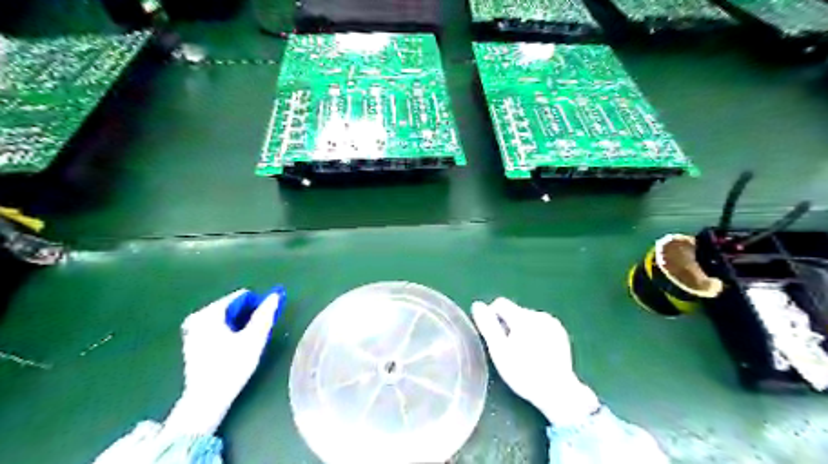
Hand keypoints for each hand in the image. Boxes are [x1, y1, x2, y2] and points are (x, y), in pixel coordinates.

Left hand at [163, 287, 286, 434]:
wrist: (206, 399)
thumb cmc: (232, 366)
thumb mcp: (253, 338)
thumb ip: (265, 314)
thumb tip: (274, 295)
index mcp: (210, 313)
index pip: (241, 297)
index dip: (258, 305)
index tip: (266, 320)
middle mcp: (197, 317)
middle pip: (232, 307)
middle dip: (248, 316)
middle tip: (258, 333)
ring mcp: (192, 331)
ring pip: (225, 318)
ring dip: (239, 325)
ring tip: (248, 342)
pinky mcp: (191, 344)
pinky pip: (216, 328)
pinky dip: (228, 332)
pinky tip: (234, 348)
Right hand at [472, 299, 594, 425]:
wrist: (558, 392)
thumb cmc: (523, 372)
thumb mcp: (499, 351)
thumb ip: (487, 325)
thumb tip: (477, 305)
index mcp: (523, 317)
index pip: (500, 303)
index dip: (492, 318)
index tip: (494, 339)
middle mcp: (539, 315)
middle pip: (514, 312)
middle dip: (507, 326)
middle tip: (507, 351)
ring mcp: (552, 323)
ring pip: (526, 319)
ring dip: (520, 330)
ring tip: (522, 354)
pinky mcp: (560, 333)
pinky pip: (540, 326)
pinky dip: (534, 334)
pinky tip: (536, 353)